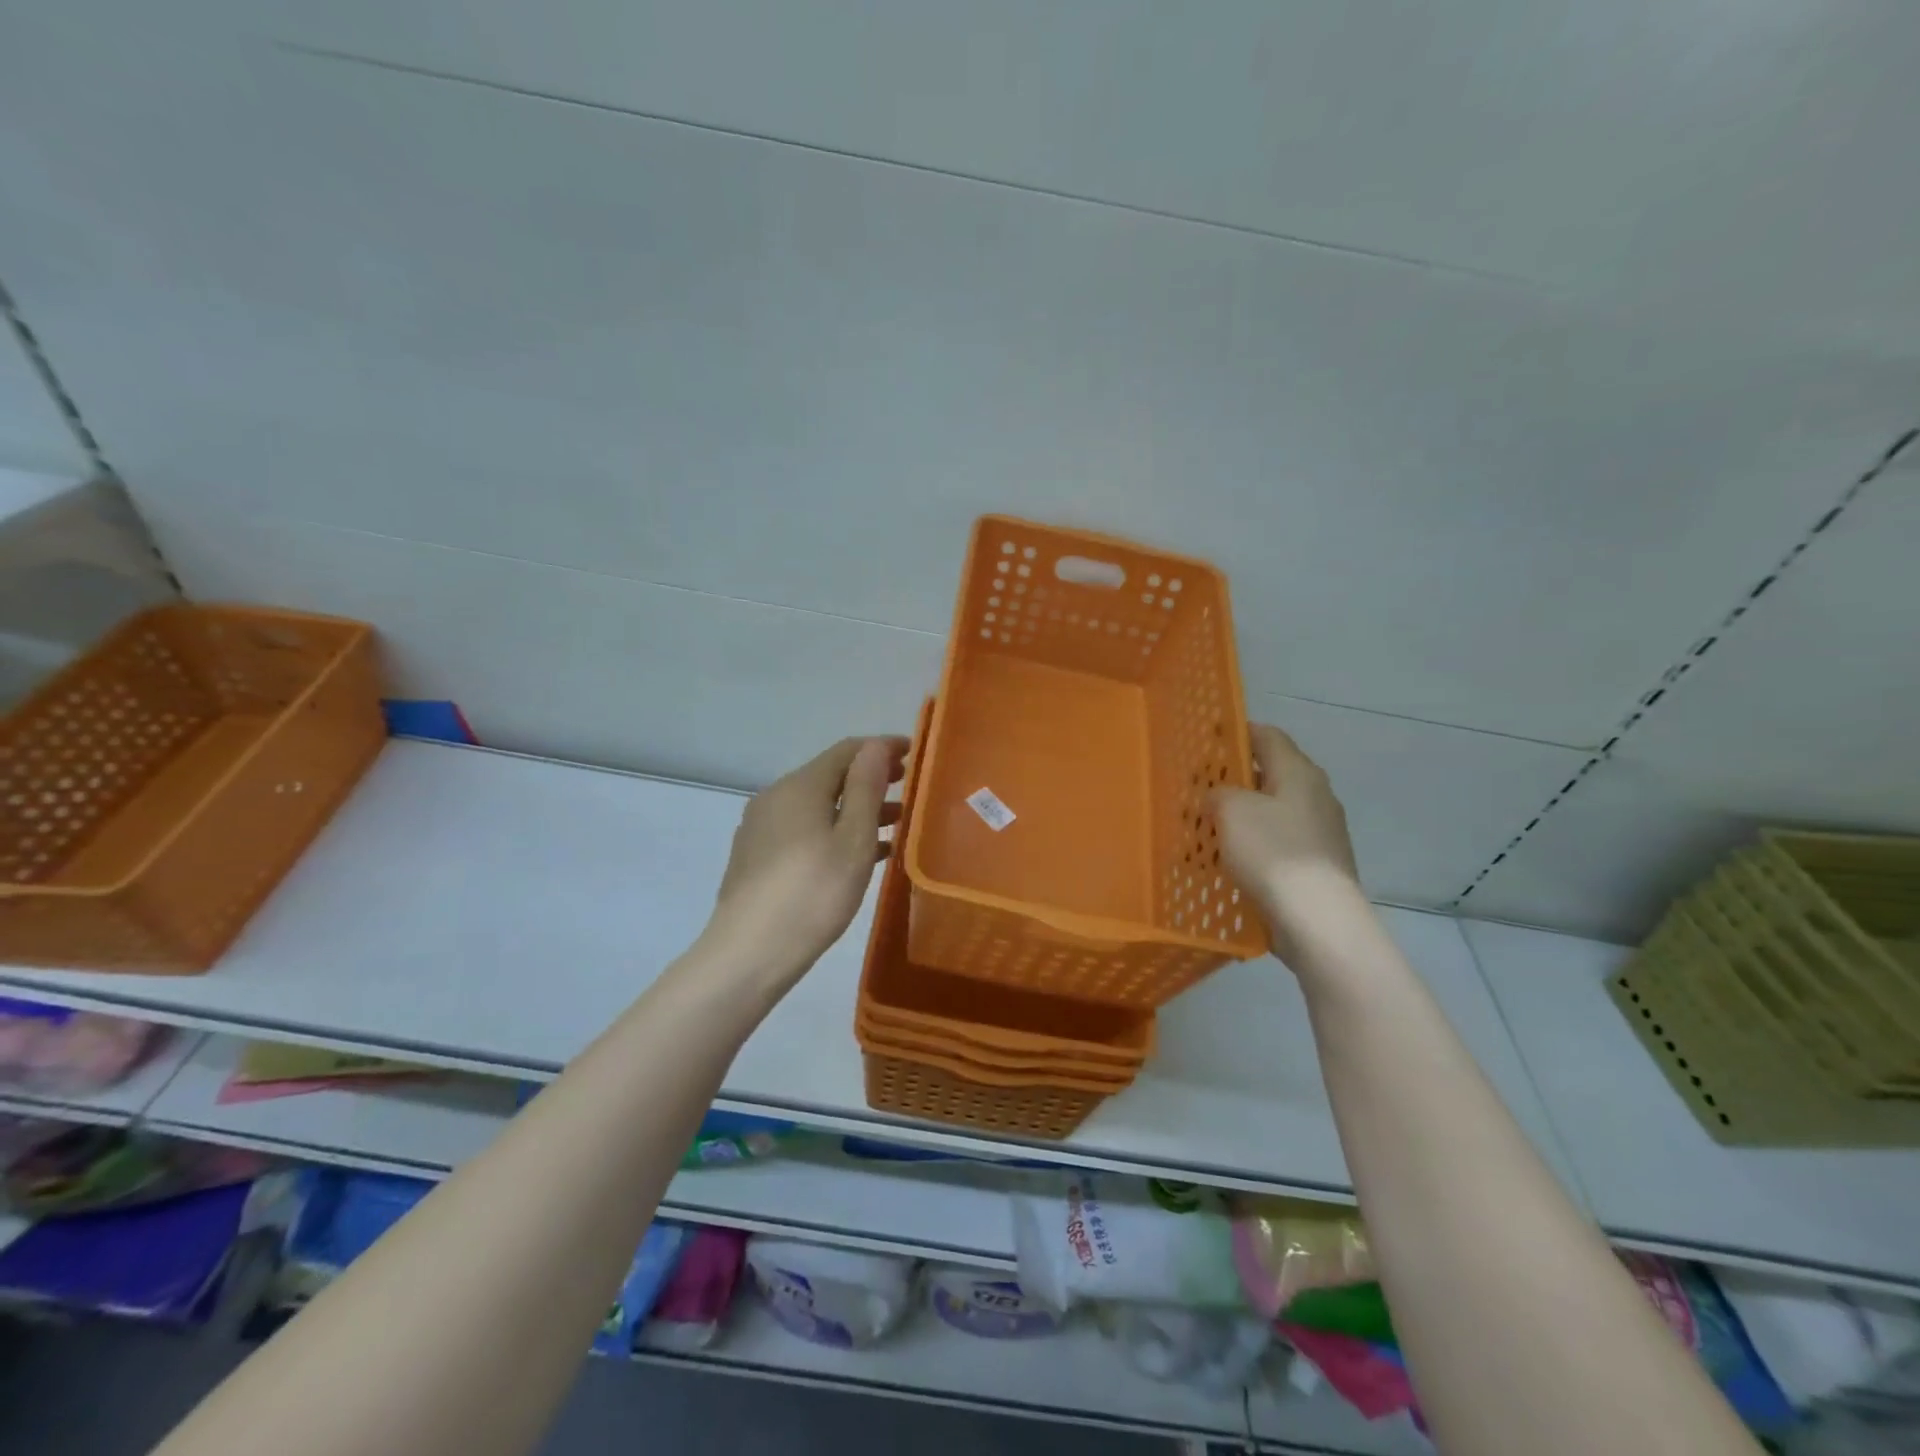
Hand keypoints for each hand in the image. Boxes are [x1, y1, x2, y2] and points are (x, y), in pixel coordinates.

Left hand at [705, 735, 907, 988]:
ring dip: (855, 808)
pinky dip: (834, 830)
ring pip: (818, 805)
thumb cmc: (813, 893)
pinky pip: (804, 829)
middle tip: (907, 787)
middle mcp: (776, 797)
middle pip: (830, 776)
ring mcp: (762, 827)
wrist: (749, 953)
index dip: (882, 748)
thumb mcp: (852, 839)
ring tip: (894, 824)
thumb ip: (866, 788)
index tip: (914, 753)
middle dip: (870, 778)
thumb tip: (875, 746)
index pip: (847, 750)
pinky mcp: (757, 856)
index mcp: (800, 786)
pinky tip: (858, 854)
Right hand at [1210, 724, 1363, 967]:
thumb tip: (1220, 797)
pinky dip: (1252, 844)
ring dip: (1241, 815)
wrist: (1317, 919)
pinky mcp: (1315, 865)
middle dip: (1233, 779)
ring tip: (1205, 827)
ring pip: (1271, 812)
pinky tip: (1226, 860)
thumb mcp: (1232, 811)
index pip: (1268, 736)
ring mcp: (1320, 832)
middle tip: (1198, 788)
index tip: (1208, 739)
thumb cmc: (1273, 853)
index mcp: (1299, 773)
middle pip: (1269, 775)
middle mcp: (1315, 796)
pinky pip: (1277, 843)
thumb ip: (1219, 793)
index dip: (1238, 732)